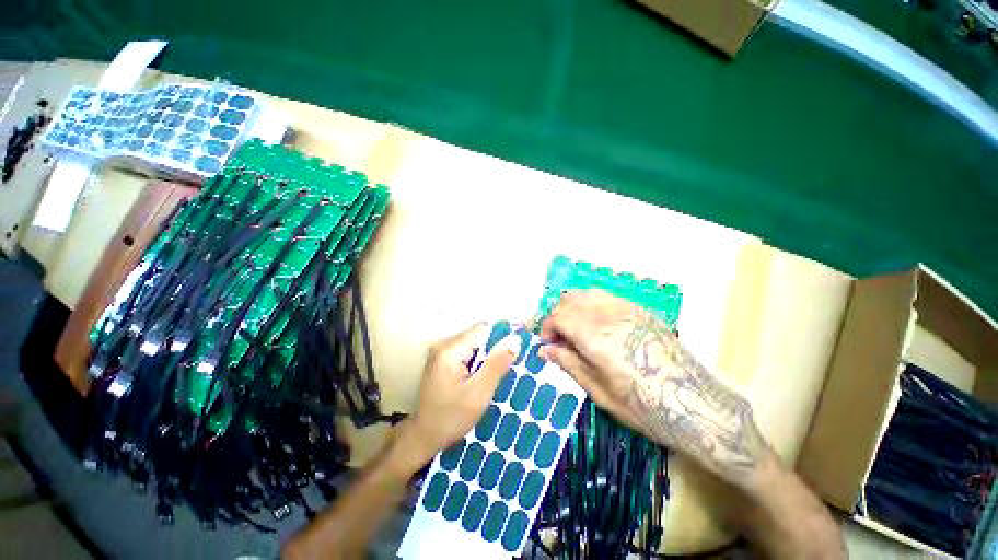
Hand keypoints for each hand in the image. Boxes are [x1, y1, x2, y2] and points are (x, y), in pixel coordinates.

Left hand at [396, 323, 519, 472]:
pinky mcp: (441, 360)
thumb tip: (515, 340)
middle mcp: (443, 344)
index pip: (483, 329)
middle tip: (499, 372)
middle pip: (477, 336)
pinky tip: (477, 379)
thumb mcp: (479, 393)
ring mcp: (440, 352)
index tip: (510, 356)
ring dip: (484, 357)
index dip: (500, 339)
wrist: (423, 437)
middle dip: (492, 350)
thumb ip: (497, 364)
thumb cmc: (451, 418)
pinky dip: (475, 362)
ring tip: (488, 378)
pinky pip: (465, 352)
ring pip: (473, 344)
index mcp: (450, 349)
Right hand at [540, 290, 767, 486]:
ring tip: (575, 330)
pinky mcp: (640, 311)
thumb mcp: (600, 393)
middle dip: (557, 317)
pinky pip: (606, 297)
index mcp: (596, 338)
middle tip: (559, 339)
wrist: (698, 406)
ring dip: (573, 308)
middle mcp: (609, 316)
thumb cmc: (645, 408)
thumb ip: (569, 364)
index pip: (559, 317)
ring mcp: (627, 309)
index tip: (547, 344)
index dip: (547, 327)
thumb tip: (544, 350)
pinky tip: (596, 324)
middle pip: (570, 301)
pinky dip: (591, 304)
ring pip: (587, 294)